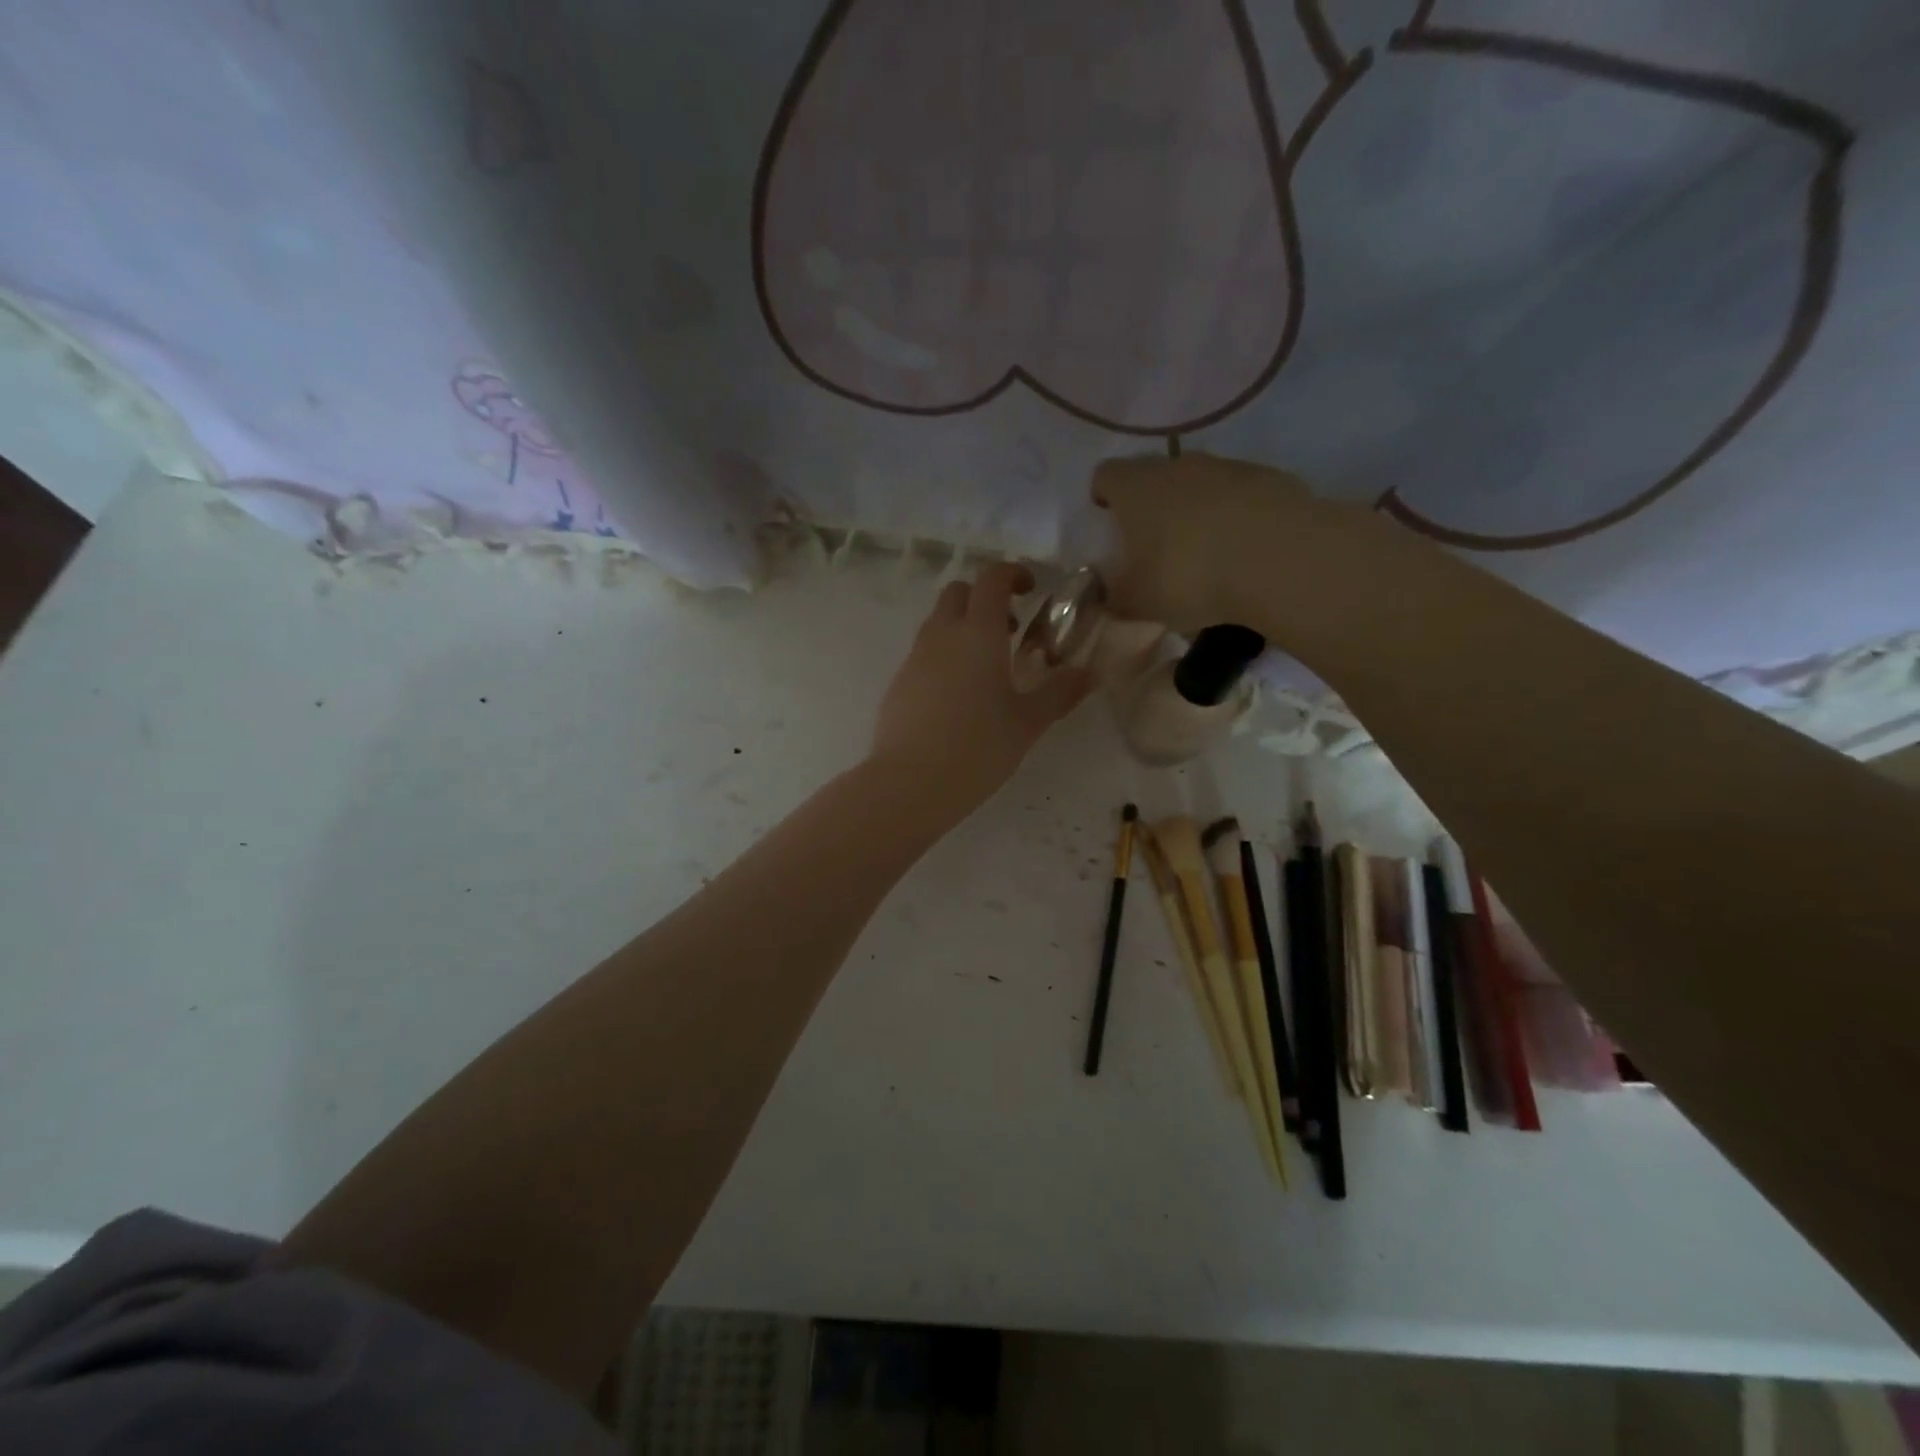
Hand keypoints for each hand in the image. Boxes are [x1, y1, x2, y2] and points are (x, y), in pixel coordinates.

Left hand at [869, 563, 1090, 819]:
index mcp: (978, 633)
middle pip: (959, 592)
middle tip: (1009, 630)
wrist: (910, 783)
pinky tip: (958, 698)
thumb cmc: (978, 748)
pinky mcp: (899, 683)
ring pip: (938, 622)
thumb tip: (1088, 673)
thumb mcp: (1028, 723)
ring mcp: (915, 658)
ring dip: (963, 628)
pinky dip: (944, 657)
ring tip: (987, 669)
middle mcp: (943, 635)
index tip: (1031, 588)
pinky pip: (924, 653)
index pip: (992, 578)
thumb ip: (1058, 693)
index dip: (1012, 573)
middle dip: (984, 599)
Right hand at [1091, 452, 1322, 635]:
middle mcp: (1177, 465)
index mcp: (1135, 488)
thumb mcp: (1137, 603)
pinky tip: (1242, 553)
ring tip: (1203, 554)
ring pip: (1199, 483)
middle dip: (1150, 505)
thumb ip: (1116, 598)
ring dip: (1195, 510)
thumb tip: (1109, 597)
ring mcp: (1227, 467)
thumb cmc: (1188, 576)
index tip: (1108, 521)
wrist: (1278, 559)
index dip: (1103, 496)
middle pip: (1154, 475)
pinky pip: (1239, 495)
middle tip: (1153, 544)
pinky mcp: (1269, 478)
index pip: (1105, 475)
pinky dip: (1234, 517)